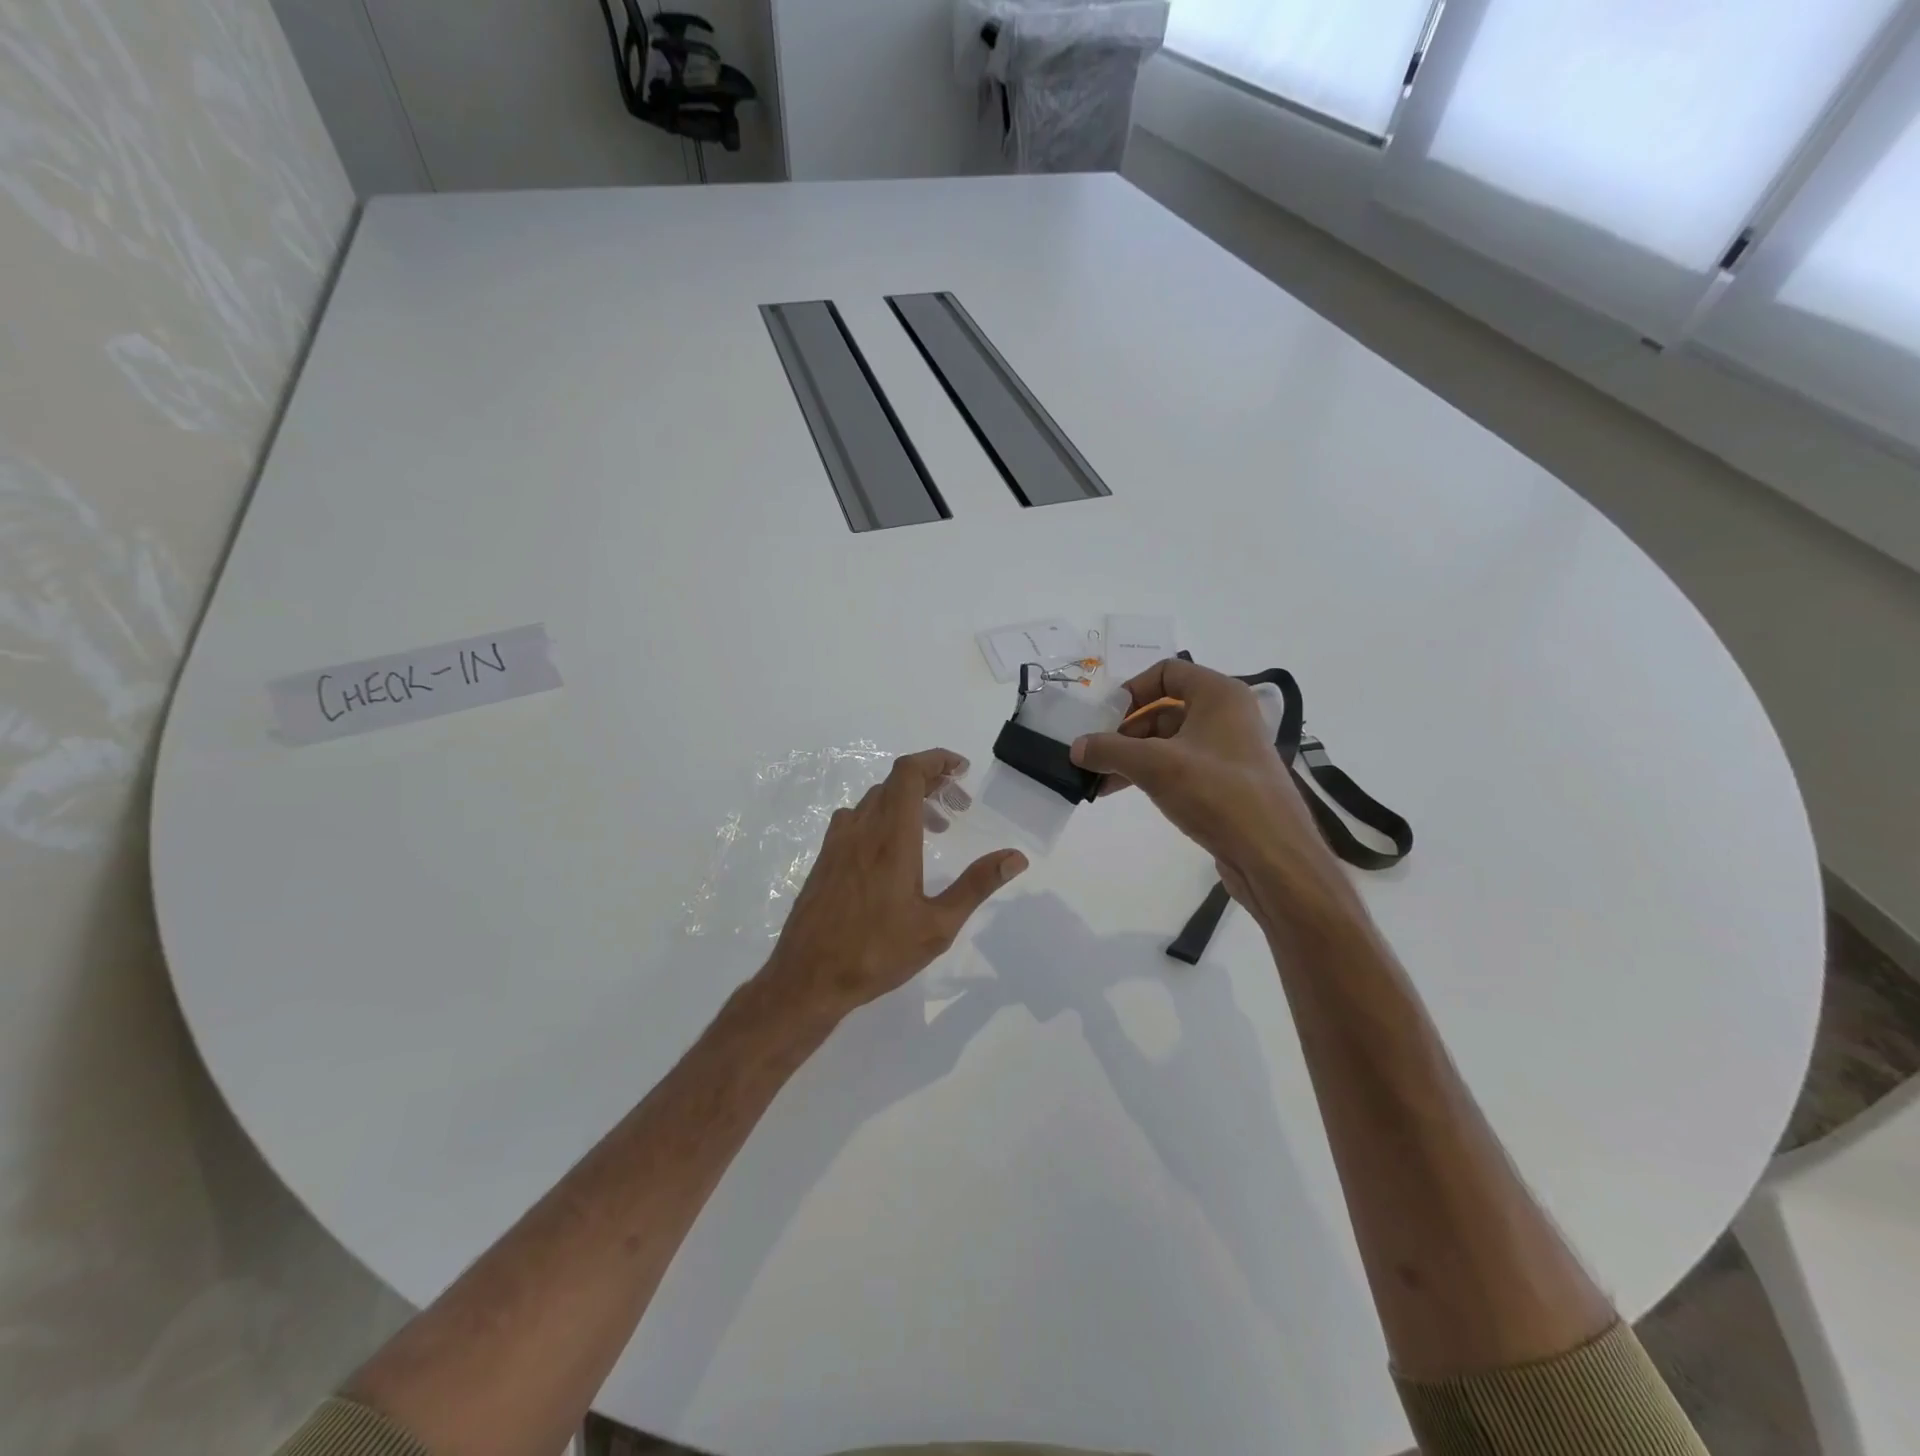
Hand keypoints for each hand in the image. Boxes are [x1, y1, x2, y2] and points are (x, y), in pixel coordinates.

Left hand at [761, 748, 1027, 1019]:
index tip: (962, 770)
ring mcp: (838, 842)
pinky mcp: (824, 858)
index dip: (935, 760)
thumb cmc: (877, 953)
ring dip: (907, 801)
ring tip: (934, 829)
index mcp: (891, 839)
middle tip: (958, 807)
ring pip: (875, 800)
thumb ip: (976, 885)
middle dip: (930, 782)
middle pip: (894, 782)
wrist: (807, 978)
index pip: (908, 773)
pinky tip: (893, 850)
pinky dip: (882, 816)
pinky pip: (857, 818)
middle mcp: (861, 829)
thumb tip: (1016, 857)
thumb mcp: (937, 926)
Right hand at [1070, 660, 1363, 940]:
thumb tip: (1076, 748)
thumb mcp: (1154, 765)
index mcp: (1219, 695)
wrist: (1272, 855)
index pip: (1167, 672)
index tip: (1105, 717)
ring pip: (1169, 742)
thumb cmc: (1216, 793)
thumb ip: (1110, 750)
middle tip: (1095, 754)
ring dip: (1133, 756)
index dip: (1133, 689)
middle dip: (1125, 731)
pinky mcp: (1227, 784)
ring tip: (1098, 780)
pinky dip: (1151, 774)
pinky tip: (1123, 792)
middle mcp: (1227, 716)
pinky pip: (1181, 767)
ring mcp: (1229, 751)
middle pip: (1164, 709)